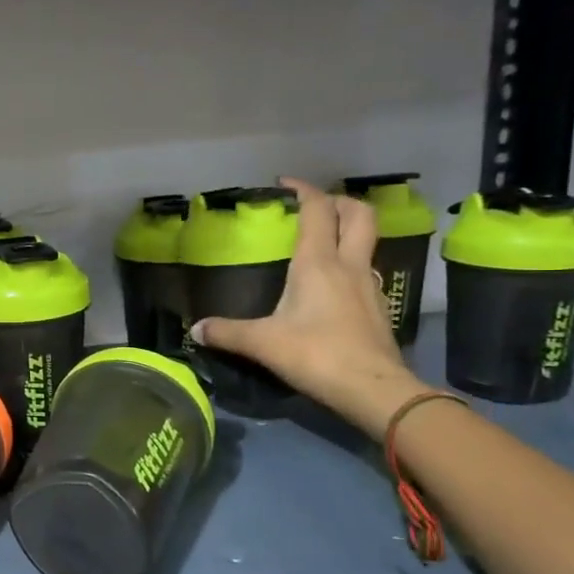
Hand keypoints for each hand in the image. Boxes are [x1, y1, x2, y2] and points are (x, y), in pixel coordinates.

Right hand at [191, 178, 428, 439]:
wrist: (374, 389)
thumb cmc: (317, 355)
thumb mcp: (263, 343)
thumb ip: (227, 332)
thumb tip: (195, 330)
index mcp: (318, 263)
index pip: (317, 210)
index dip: (303, 190)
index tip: (284, 184)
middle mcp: (348, 265)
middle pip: (358, 214)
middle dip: (337, 201)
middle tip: (313, 206)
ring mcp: (368, 285)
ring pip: (366, 241)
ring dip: (348, 230)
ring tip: (321, 241)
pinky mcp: (378, 307)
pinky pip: (364, 269)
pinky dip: (350, 262)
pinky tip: (332, 283)